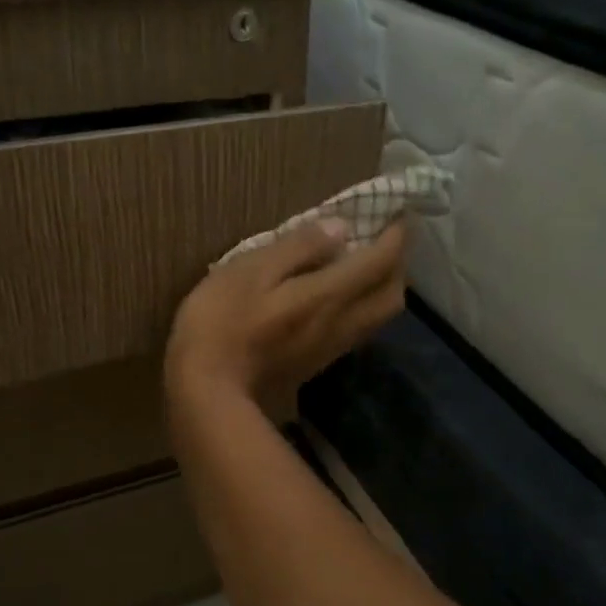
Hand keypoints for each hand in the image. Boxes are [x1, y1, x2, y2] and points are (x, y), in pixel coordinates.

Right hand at [166, 219, 407, 423]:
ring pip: (380, 317)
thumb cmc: (221, 322)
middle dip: (398, 264)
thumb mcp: (251, 270)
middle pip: (392, 294)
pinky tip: (341, 297)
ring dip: (384, 288)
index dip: (396, 235)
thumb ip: (298, 248)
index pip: (380, 261)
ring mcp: (331, 348)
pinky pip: (359, 330)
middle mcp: (341, 322)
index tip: (397, 212)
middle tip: (383, 240)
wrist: (208, 393)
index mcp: (328, 295)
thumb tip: (340, 228)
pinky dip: (363, 307)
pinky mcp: (317, 364)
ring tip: (365, 265)